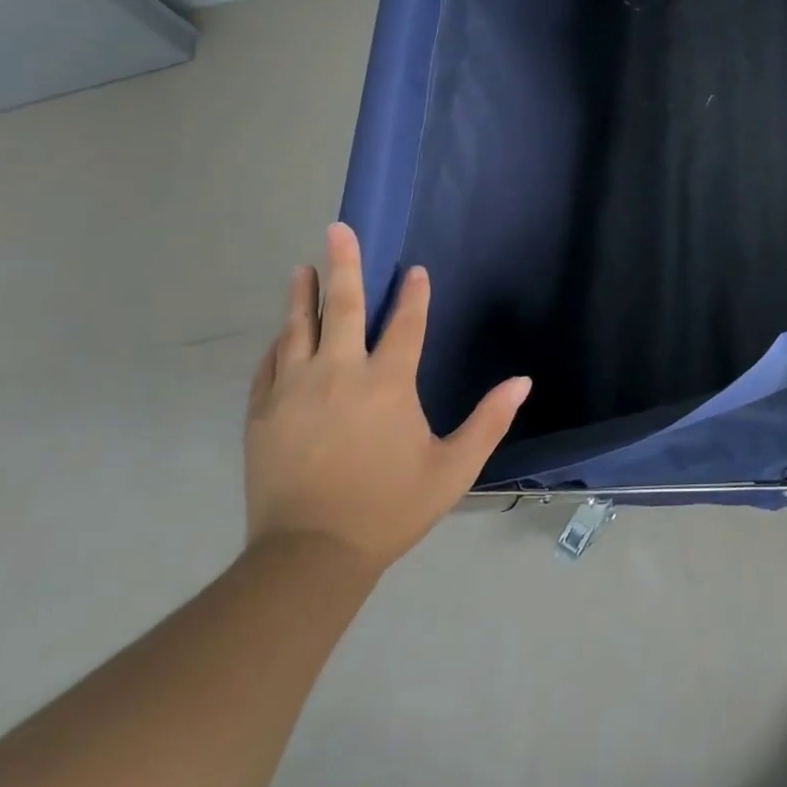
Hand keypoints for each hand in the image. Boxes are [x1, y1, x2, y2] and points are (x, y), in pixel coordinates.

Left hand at [244, 223, 529, 575]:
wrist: (307, 557)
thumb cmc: (389, 508)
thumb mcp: (453, 469)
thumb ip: (489, 421)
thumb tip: (523, 381)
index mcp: (387, 384)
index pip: (405, 324)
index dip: (414, 295)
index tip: (415, 270)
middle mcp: (339, 374)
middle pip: (343, 308)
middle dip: (344, 265)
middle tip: (337, 229)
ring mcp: (294, 392)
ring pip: (298, 330)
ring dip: (304, 296)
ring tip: (303, 268)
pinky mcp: (263, 415)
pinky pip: (269, 366)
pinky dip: (279, 344)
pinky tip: (282, 333)